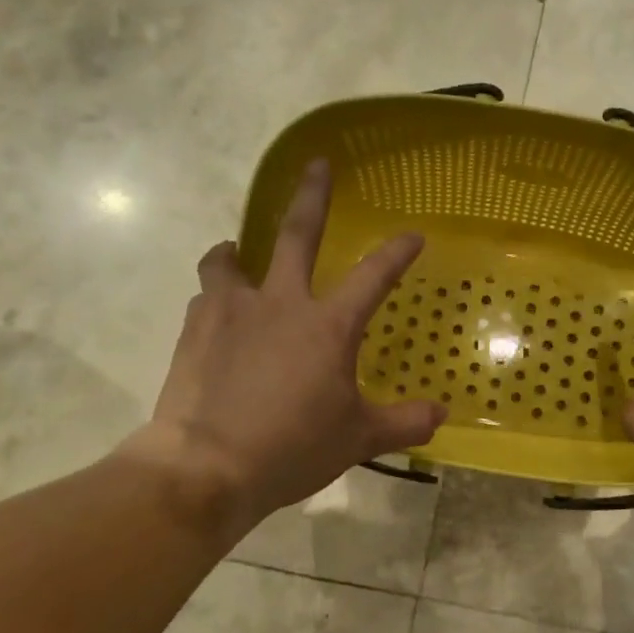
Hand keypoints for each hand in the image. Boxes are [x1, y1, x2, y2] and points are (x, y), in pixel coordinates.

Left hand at [120, 160, 446, 540]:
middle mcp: (280, 303)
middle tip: (318, 165)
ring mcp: (231, 311)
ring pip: (229, 258)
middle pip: (297, 233)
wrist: (207, 466)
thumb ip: (403, 423)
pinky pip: (205, 297)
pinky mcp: (194, 329)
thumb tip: (439, 415)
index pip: (373, 276)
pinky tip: (217, 316)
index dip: (396, 253)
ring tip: (237, 253)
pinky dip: (215, 297)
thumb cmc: (292, 448)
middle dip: (312, 195)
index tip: (413, 235)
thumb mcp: (357, 439)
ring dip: (237, 251)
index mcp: (327, 325)